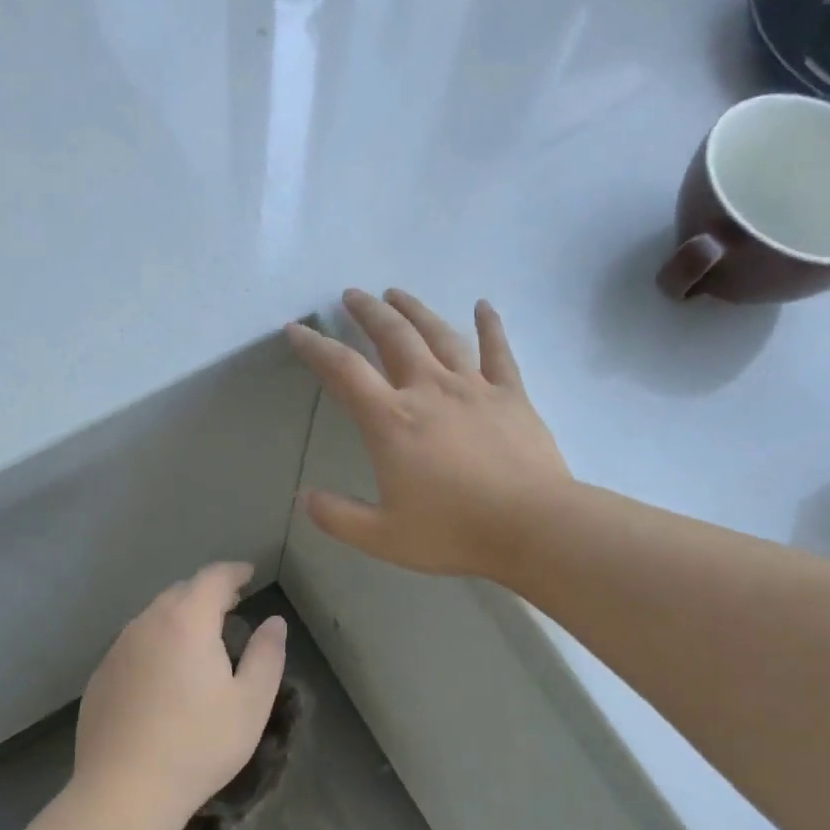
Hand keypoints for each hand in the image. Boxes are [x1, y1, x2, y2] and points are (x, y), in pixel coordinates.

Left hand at [73, 563, 286, 829]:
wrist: (124, 791)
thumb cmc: (199, 745)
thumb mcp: (251, 702)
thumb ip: (267, 654)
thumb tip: (273, 622)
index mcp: (187, 622)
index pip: (212, 578)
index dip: (234, 572)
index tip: (249, 574)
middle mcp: (147, 624)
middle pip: (180, 592)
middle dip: (207, 593)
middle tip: (230, 606)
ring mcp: (117, 650)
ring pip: (153, 617)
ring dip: (179, 618)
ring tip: (199, 640)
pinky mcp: (100, 677)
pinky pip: (134, 645)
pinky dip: (155, 644)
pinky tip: (163, 676)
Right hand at [285, 289, 570, 577]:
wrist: (532, 525)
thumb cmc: (453, 531)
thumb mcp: (382, 536)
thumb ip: (338, 517)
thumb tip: (305, 498)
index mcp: (392, 421)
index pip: (344, 371)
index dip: (315, 347)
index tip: (297, 329)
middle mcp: (429, 390)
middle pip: (393, 336)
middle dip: (368, 312)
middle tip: (352, 295)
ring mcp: (474, 387)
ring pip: (439, 334)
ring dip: (415, 310)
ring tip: (397, 293)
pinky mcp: (511, 394)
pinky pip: (498, 351)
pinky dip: (489, 325)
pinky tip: (483, 306)